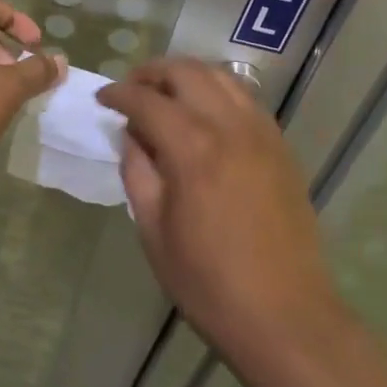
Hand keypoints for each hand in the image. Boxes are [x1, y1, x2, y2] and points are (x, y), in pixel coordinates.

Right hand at [98, 59, 334, 350]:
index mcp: (193, 148)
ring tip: (166, 96)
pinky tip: (204, 116)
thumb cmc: (207, 281)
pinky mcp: (281, 147)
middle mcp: (230, 126)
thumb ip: (138, 171)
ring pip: (221, 78)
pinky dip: (218, 93)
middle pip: (187, 72)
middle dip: (152, 72)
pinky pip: (245, 100)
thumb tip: (132, 135)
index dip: (118, 94)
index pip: (147, 100)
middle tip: (131, 90)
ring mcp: (262, 133)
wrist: (284, 315)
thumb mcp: (153, 229)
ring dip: (187, 76)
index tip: (102, 98)